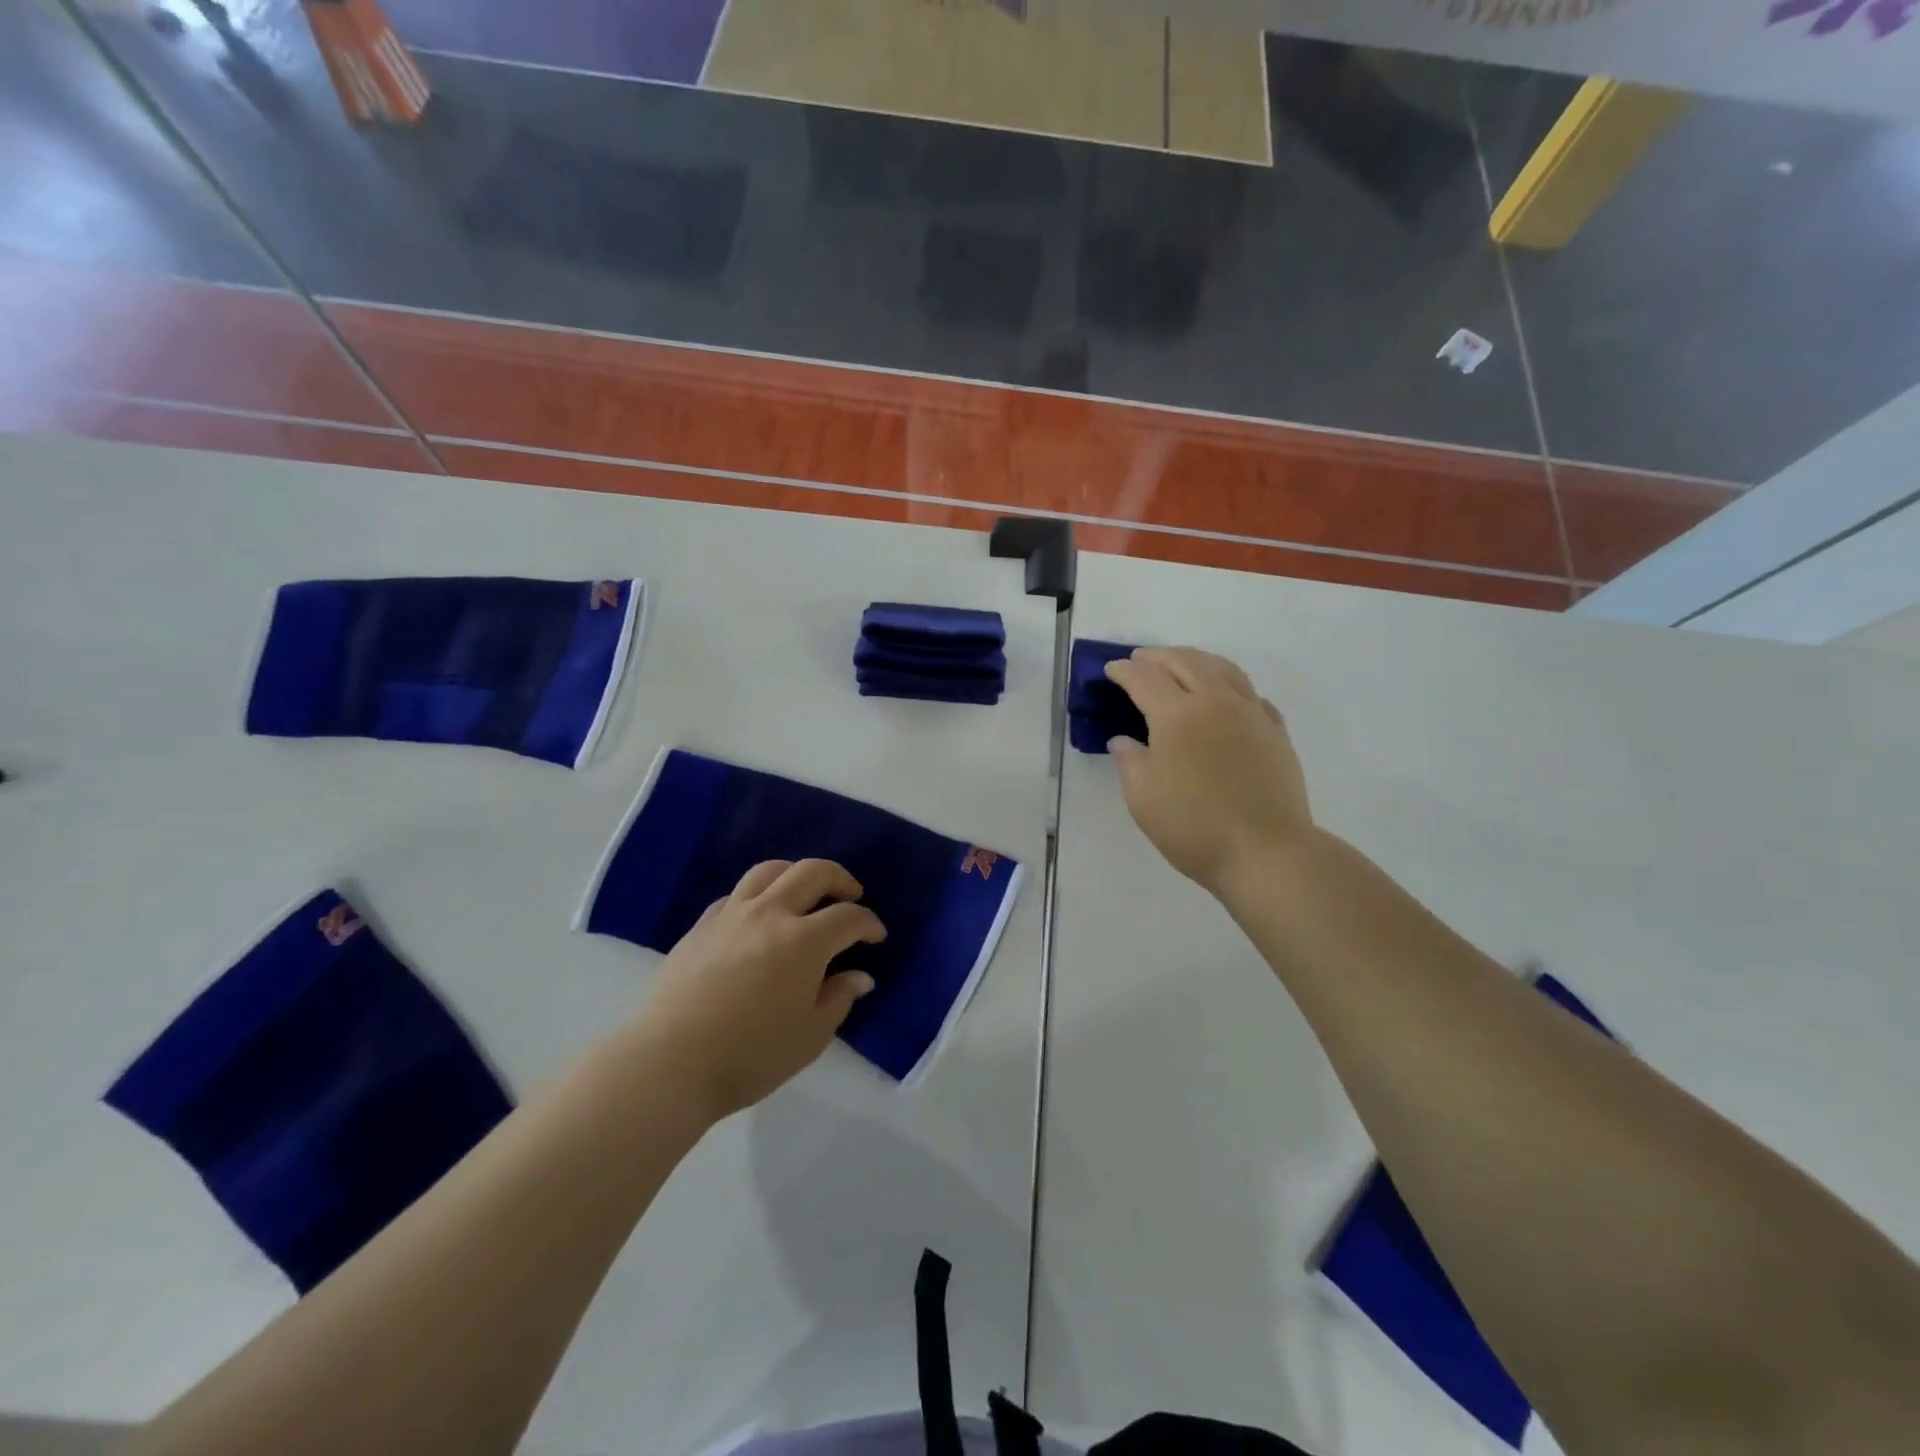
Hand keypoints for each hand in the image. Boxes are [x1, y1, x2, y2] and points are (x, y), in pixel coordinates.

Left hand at [636, 859, 884, 1120]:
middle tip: (851, 894)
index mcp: (804, 941)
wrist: (670, 1063)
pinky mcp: (702, 926)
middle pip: (812, 872)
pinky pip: (737, 894)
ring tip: (804, 892)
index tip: (876, 936)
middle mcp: (770, 914)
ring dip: (796, 873)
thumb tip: (860, 976)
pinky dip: (758, 895)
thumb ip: (839, 999)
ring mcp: (732, 915)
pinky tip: (759, 915)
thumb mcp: (810, 1037)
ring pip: (769, 871)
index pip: (848, 917)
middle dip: (839, 878)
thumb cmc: (750, 1055)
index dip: (869, 923)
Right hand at [1104, 647, 1312, 894]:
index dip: (1124, 671)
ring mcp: (1250, 712)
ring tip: (1181, 664)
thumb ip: (1130, 761)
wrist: (1265, 851)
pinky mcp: (1275, 730)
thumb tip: (1125, 741)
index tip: (1111, 671)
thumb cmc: (1194, 827)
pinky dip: (1228, 683)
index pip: (1144, 679)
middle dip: (1157, 656)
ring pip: (1222, 668)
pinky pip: (1249, 692)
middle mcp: (1215, 702)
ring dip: (1195, 659)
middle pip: (1185, 662)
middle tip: (1140, 660)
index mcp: (1177, 715)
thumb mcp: (1143, 799)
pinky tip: (1224, 696)